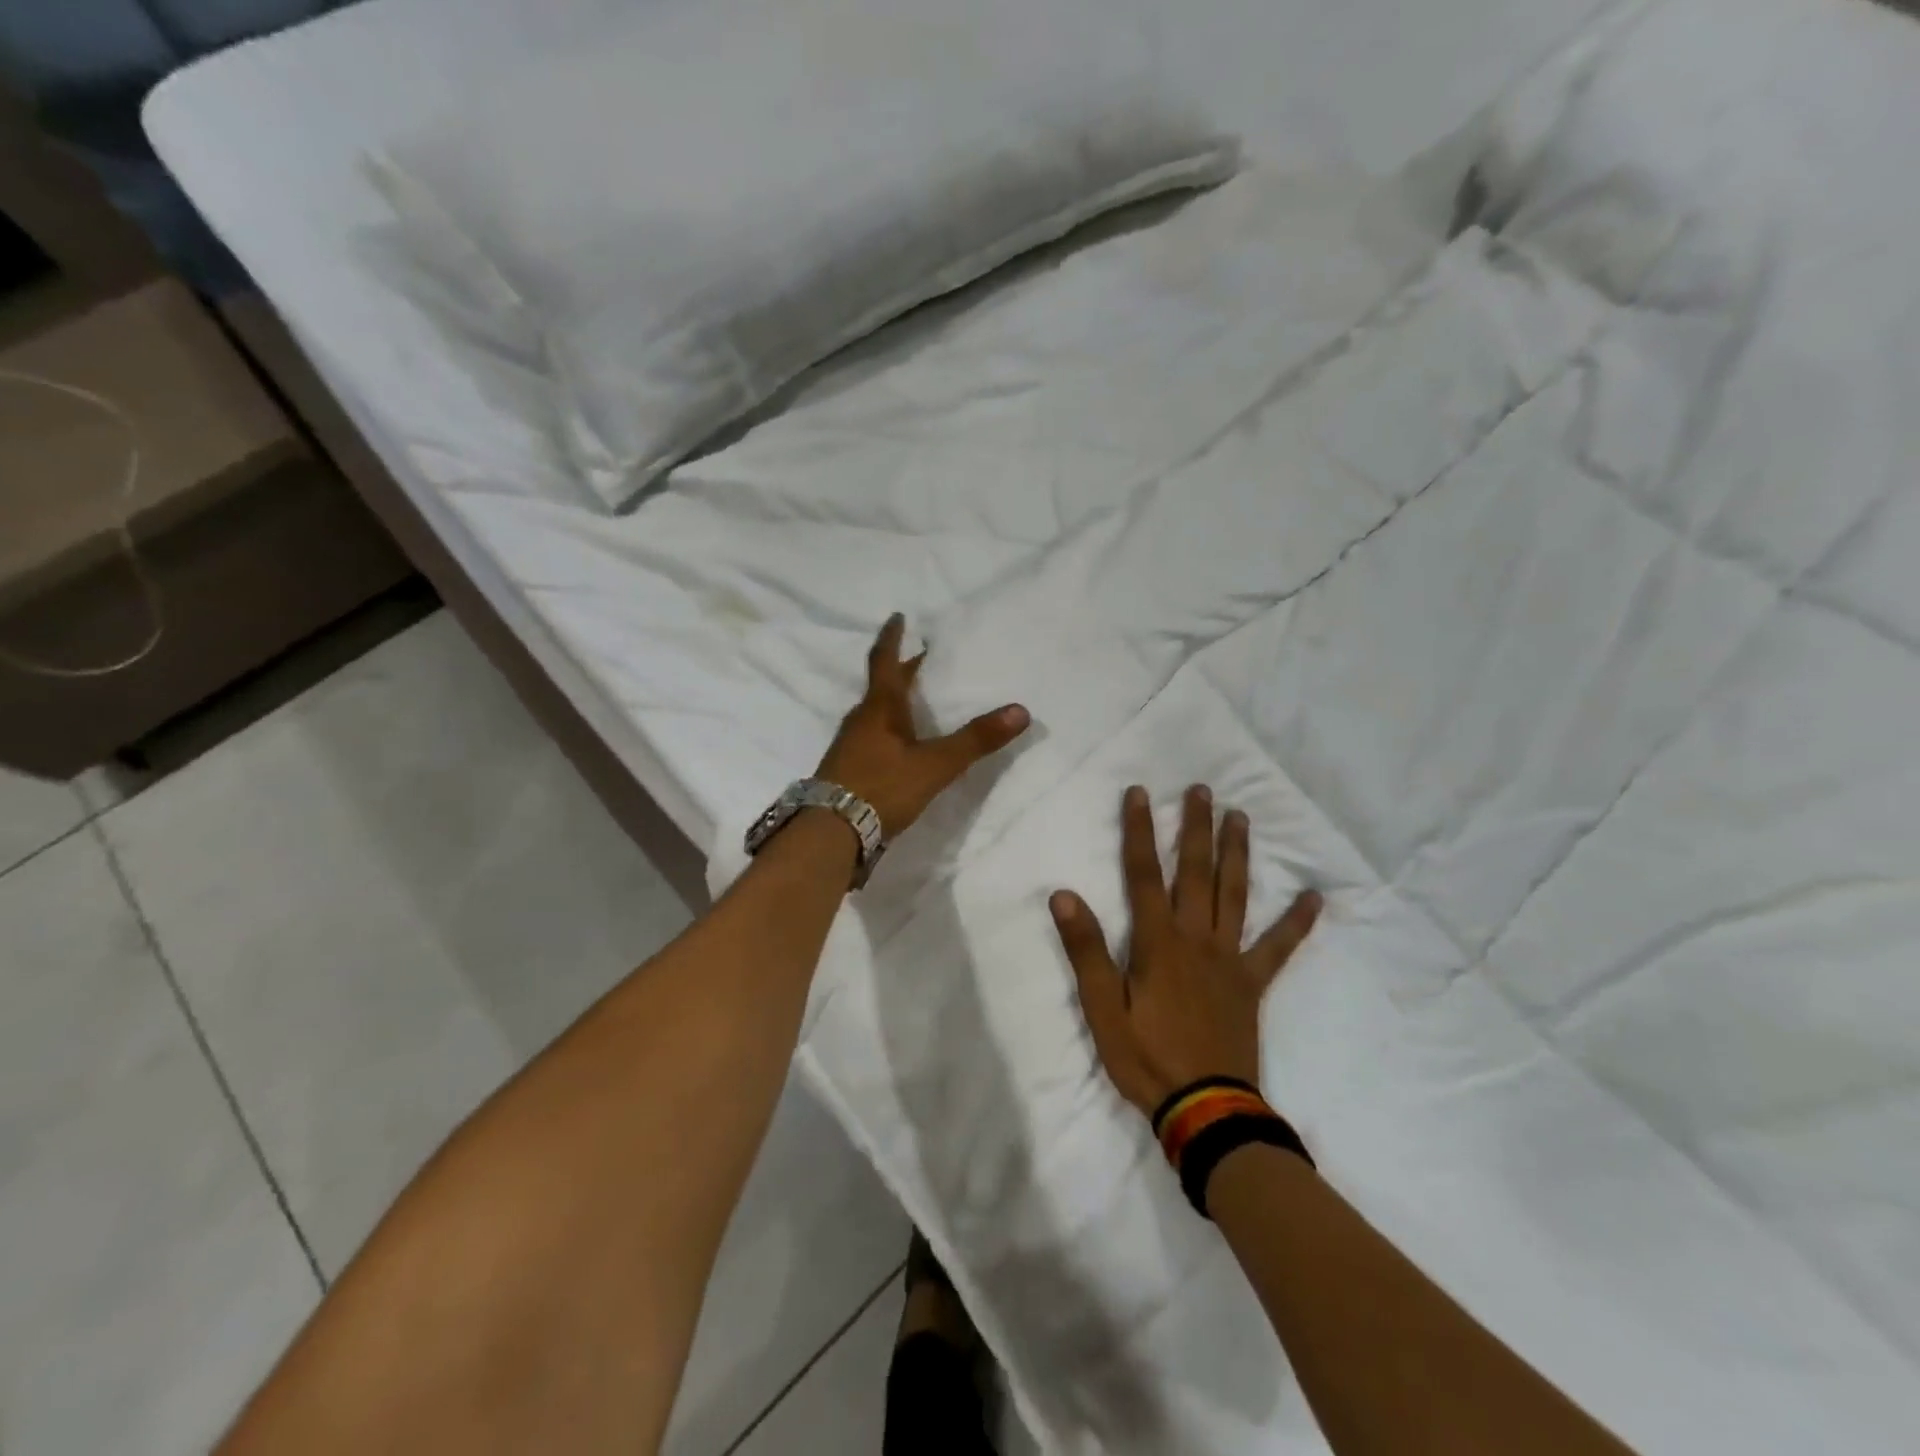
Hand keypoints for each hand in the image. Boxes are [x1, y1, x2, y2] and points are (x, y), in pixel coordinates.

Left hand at [816, 614, 1029, 838]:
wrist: (831, 831)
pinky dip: (890, 728)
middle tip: (924, 659)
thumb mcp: (935, 764)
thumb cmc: (882, 787)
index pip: (886, 662)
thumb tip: (1021, 710)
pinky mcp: (849, 768)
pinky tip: (902, 744)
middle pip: (883, 686)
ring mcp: (852, 745)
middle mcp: (862, 720)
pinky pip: (873, 735)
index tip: (898, 617)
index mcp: (880, 708)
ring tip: (918, 700)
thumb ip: (976, 740)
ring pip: (877, 712)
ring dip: (897, 700)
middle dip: (904, 670)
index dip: (892, 638)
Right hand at [1050, 785, 1321, 1115]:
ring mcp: (1229, 959)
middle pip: (1196, 873)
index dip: (1139, 832)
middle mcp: (1196, 939)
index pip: (1143, 874)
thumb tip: (1064, 895)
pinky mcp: (1251, 984)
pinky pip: (1278, 948)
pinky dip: (1296, 923)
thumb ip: (1086, 951)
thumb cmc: (1146, 1058)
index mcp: (1157, 943)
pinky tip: (1315, 898)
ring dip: (1237, 854)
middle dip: (1196, 828)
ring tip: (1241, 817)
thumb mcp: (1102, 1010)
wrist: (1205, 1109)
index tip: (1140, 793)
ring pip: (1235, 896)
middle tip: (1202, 790)